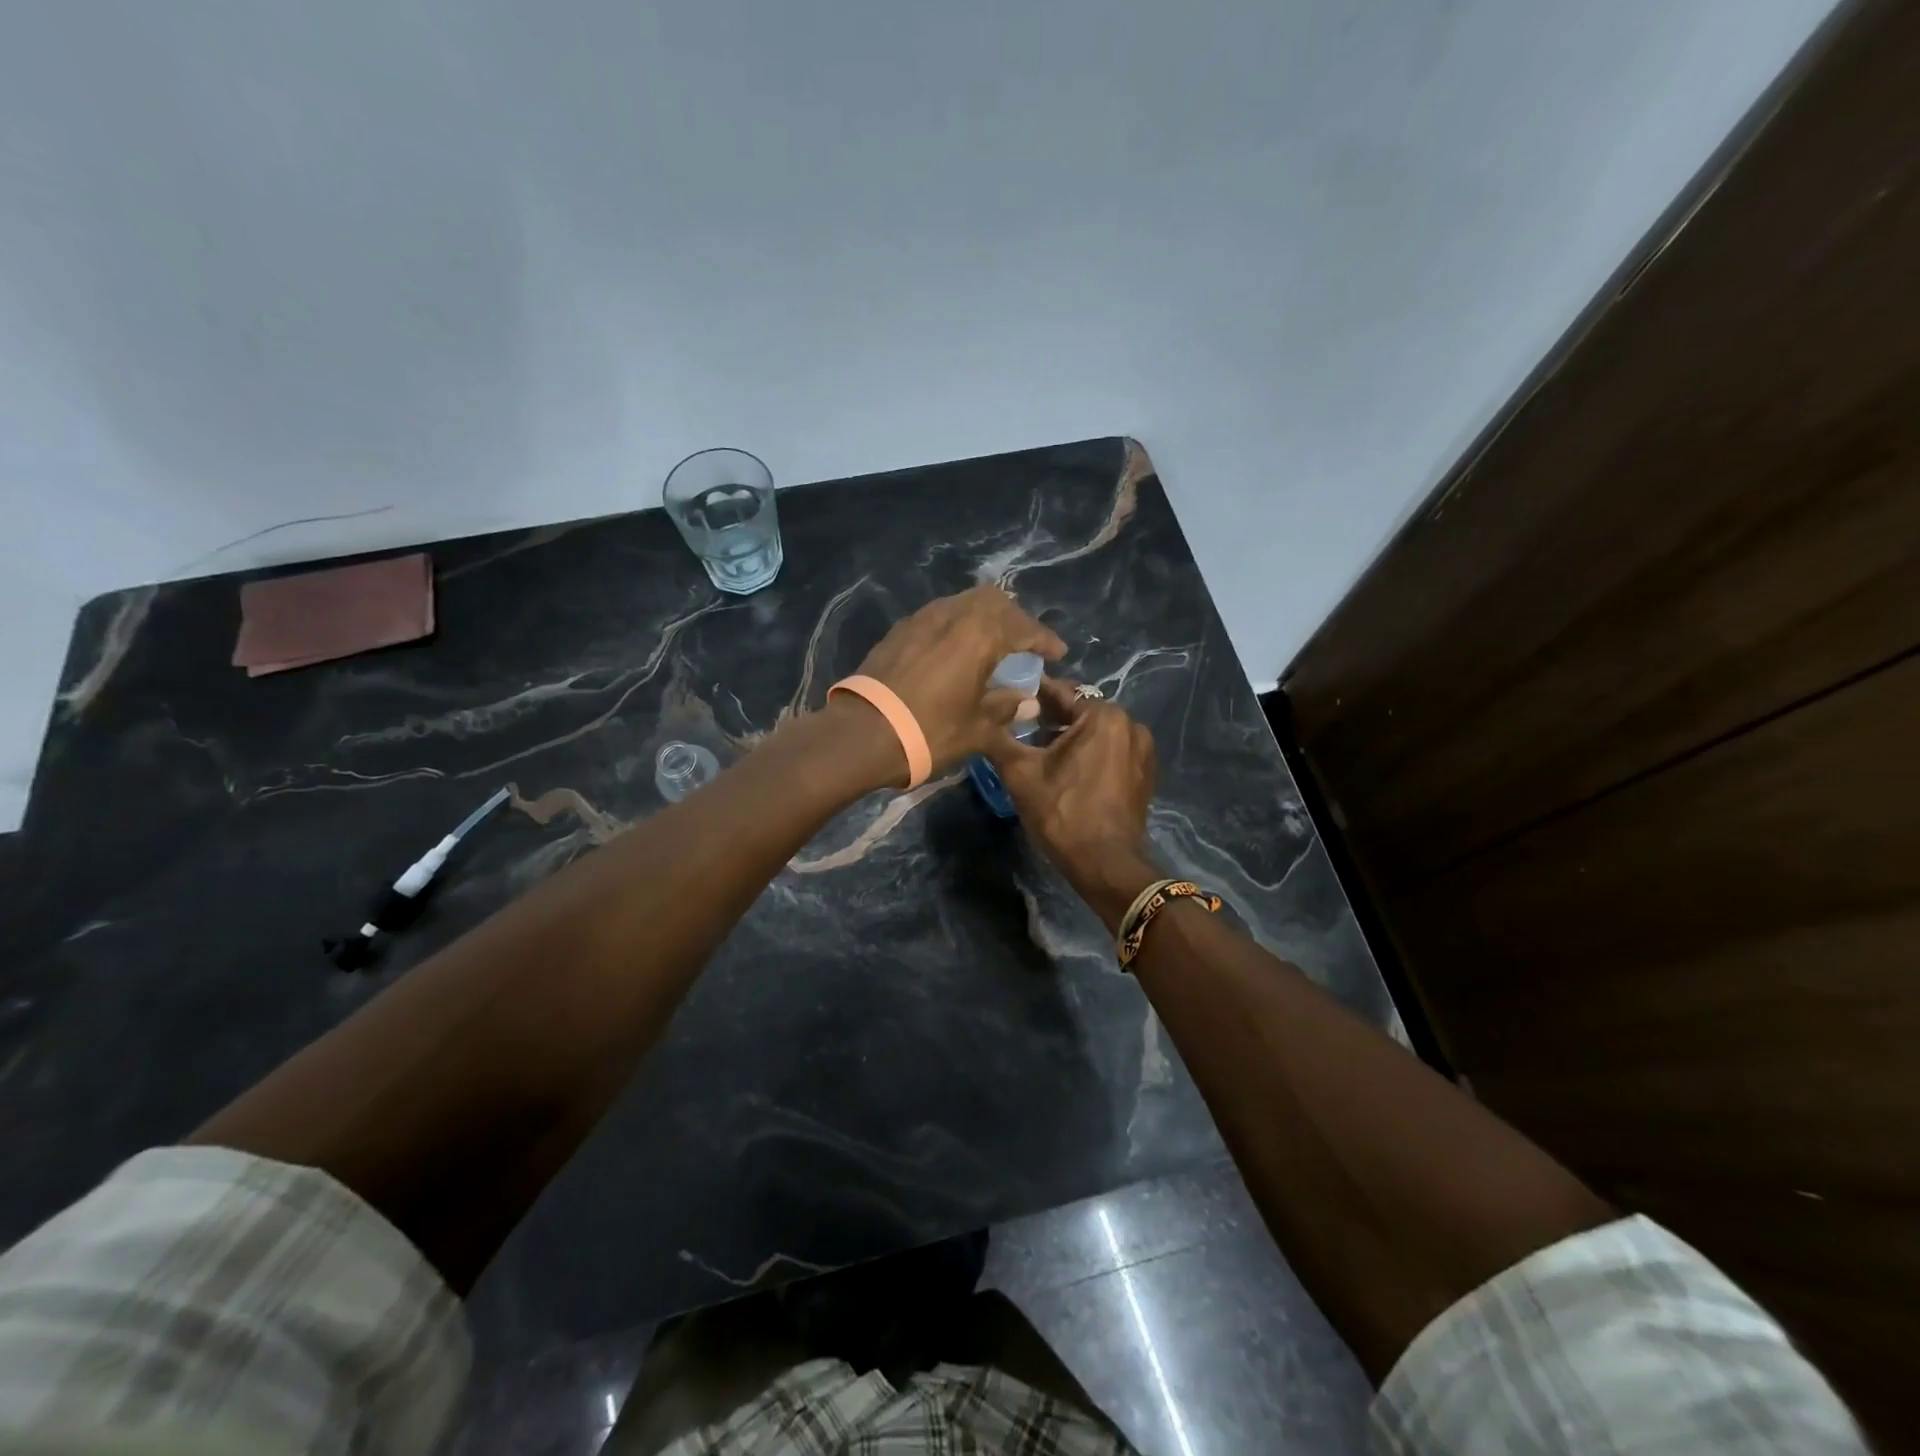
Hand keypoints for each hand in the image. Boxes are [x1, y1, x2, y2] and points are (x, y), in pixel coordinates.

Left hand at [852, 584, 1065, 773]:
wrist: (863, 733)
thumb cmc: (929, 731)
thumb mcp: (977, 728)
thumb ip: (1006, 709)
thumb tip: (1028, 702)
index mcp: (980, 634)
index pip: (1023, 627)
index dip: (1044, 639)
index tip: (1058, 653)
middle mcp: (953, 615)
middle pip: (993, 600)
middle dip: (1014, 618)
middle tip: (1024, 644)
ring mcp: (921, 619)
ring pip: (963, 603)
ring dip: (984, 618)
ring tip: (992, 645)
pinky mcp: (899, 631)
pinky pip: (939, 616)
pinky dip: (957, 626)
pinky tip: (957, 651)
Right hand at [986, 678, 1160, 928]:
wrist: (1105, 864)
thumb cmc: (1063, 813)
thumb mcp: (1021, 773)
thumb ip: (1001, 737)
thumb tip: (984, 717)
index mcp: (1104, 716)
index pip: (1060, 691)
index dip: (1030, 694)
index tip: (1006, 698)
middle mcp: (1131, 724)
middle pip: (1079, 711)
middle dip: (1049, 718)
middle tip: (1017, 727)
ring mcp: (1142, 750)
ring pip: (1095, 732)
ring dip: (1068, 737)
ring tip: (1037, 750)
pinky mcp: (1144, 773)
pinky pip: (1109, 750)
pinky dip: (1087, 753)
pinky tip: (1064, 770)